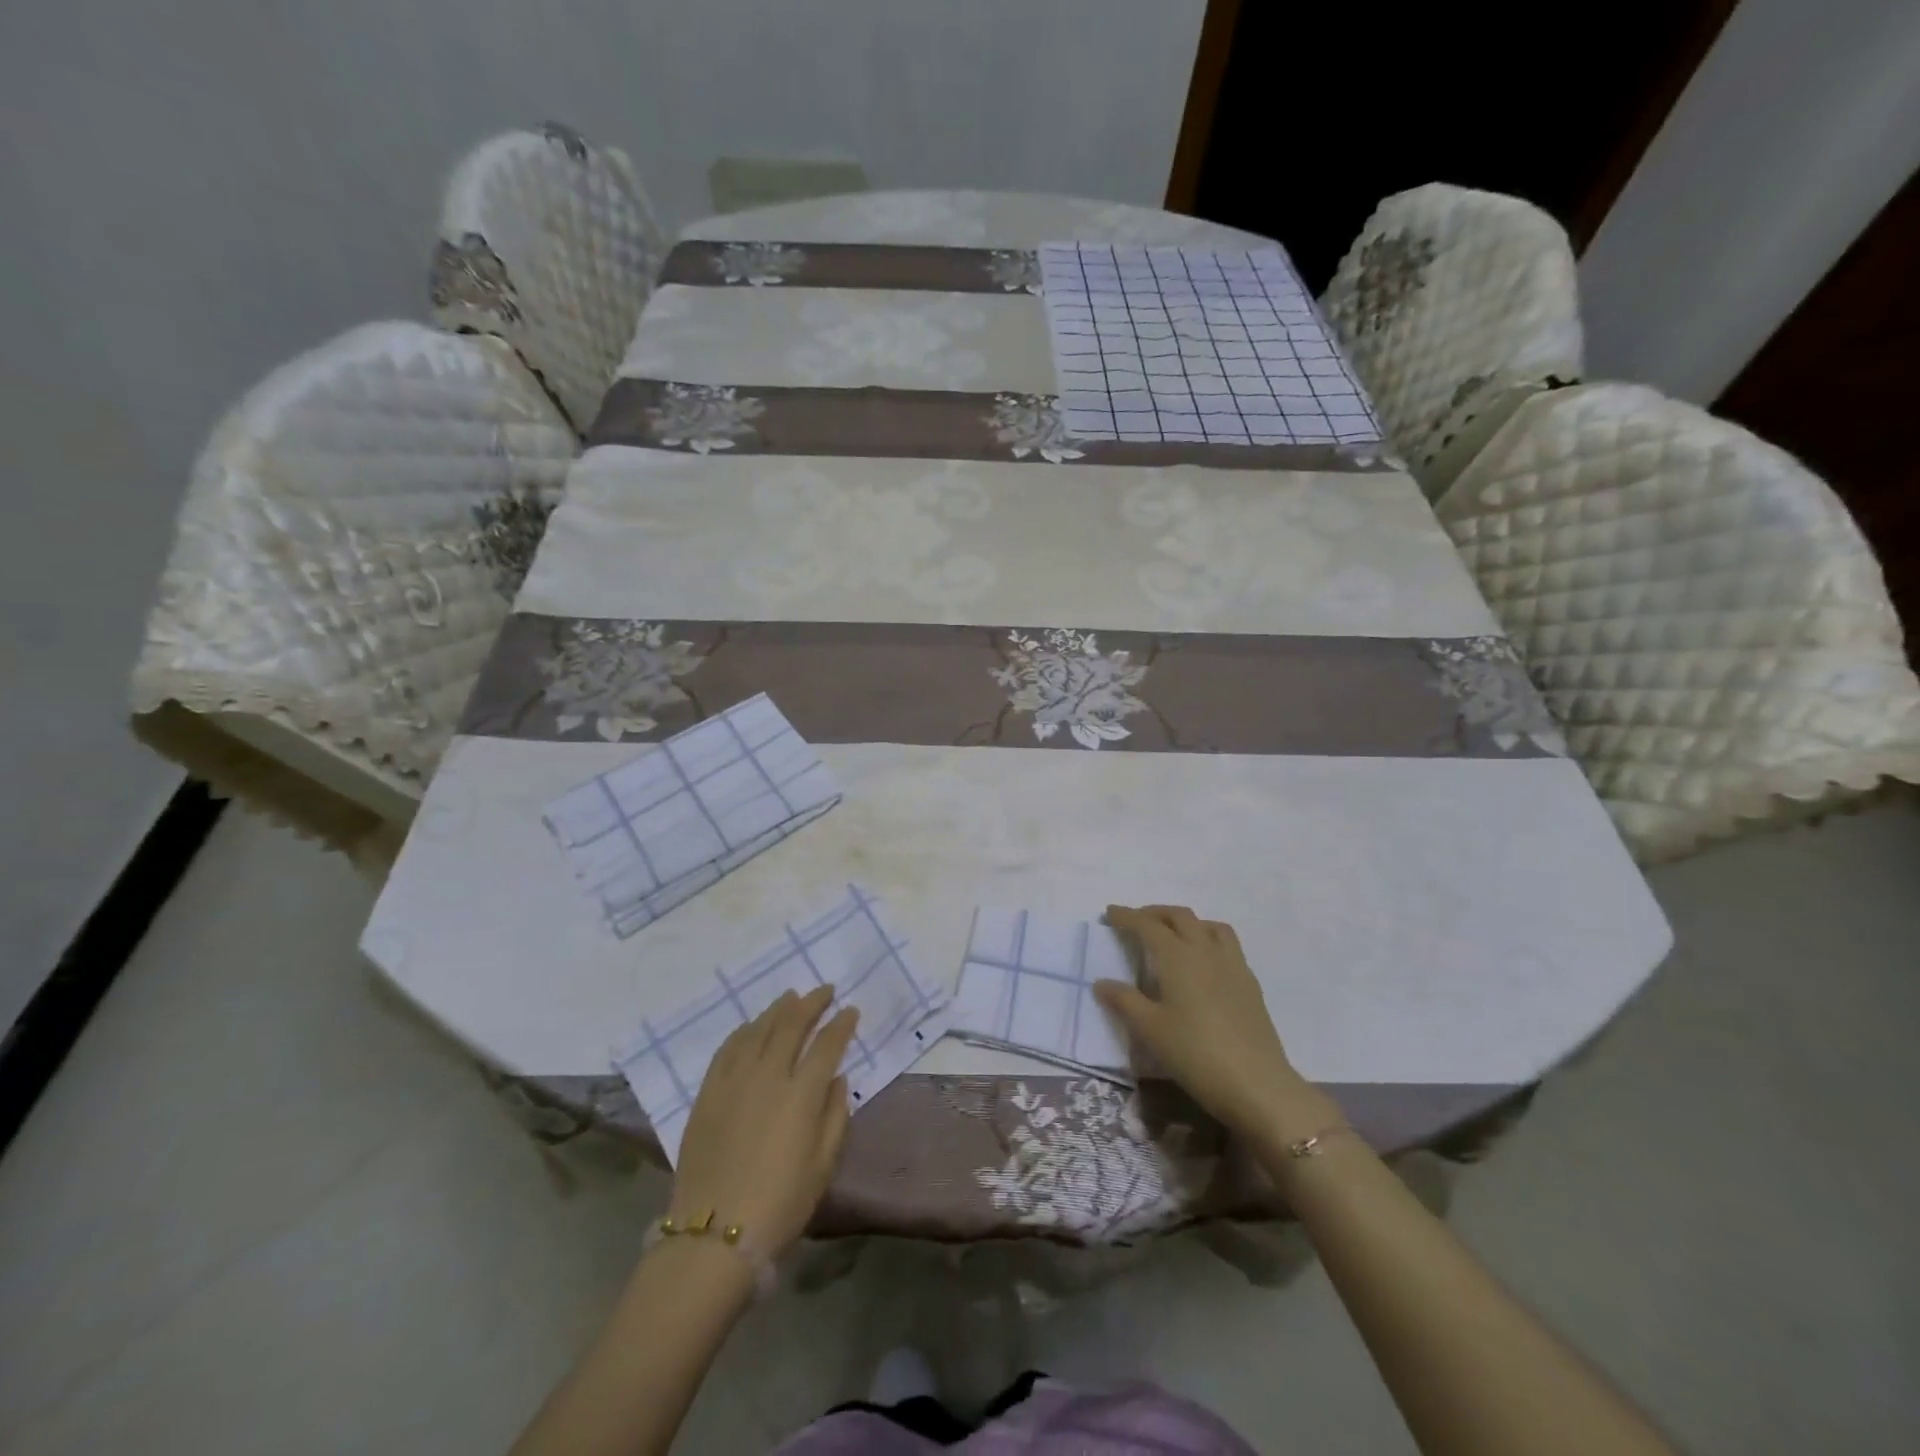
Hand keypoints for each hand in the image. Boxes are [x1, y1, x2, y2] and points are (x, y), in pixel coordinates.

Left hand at [668, 986, 858, 1257]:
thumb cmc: (780, 1204)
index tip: (851, 1010)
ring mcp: (734, 1080)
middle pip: (791, 1024)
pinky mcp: (708, 1092)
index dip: (842, 1024)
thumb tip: (836, 1078)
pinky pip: (728, 1048)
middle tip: (825, 991)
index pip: (827, 1044)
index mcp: (802, 1093)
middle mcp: (768, 1074)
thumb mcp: (823, 1165)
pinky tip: (751, 1026)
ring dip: (778, 1009)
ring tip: (791, 998)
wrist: (713, 1236)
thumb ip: (835, 1116)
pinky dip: (744, 1030)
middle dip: (812, 1003)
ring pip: (758, 1029)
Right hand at [1096, 904, 1319, 1135]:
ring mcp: (1232, 965)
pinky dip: (1209, 939)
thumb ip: (1124, 1001)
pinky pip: (1227, 945)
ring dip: (1186, 922)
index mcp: (1177, 956)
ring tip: (1173, 935)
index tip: (1109, 913)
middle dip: (1155, 913)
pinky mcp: (1250, 983)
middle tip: (1136, 922)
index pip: (1147, 925)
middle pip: (1180, 916)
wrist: (1257, 1084)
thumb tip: (1101, 983)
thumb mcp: (1150, 1029)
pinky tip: (1204, 963)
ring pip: (1209, 925)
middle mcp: (1205, 950)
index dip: (1126, 916)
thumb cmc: (1195, 1053)